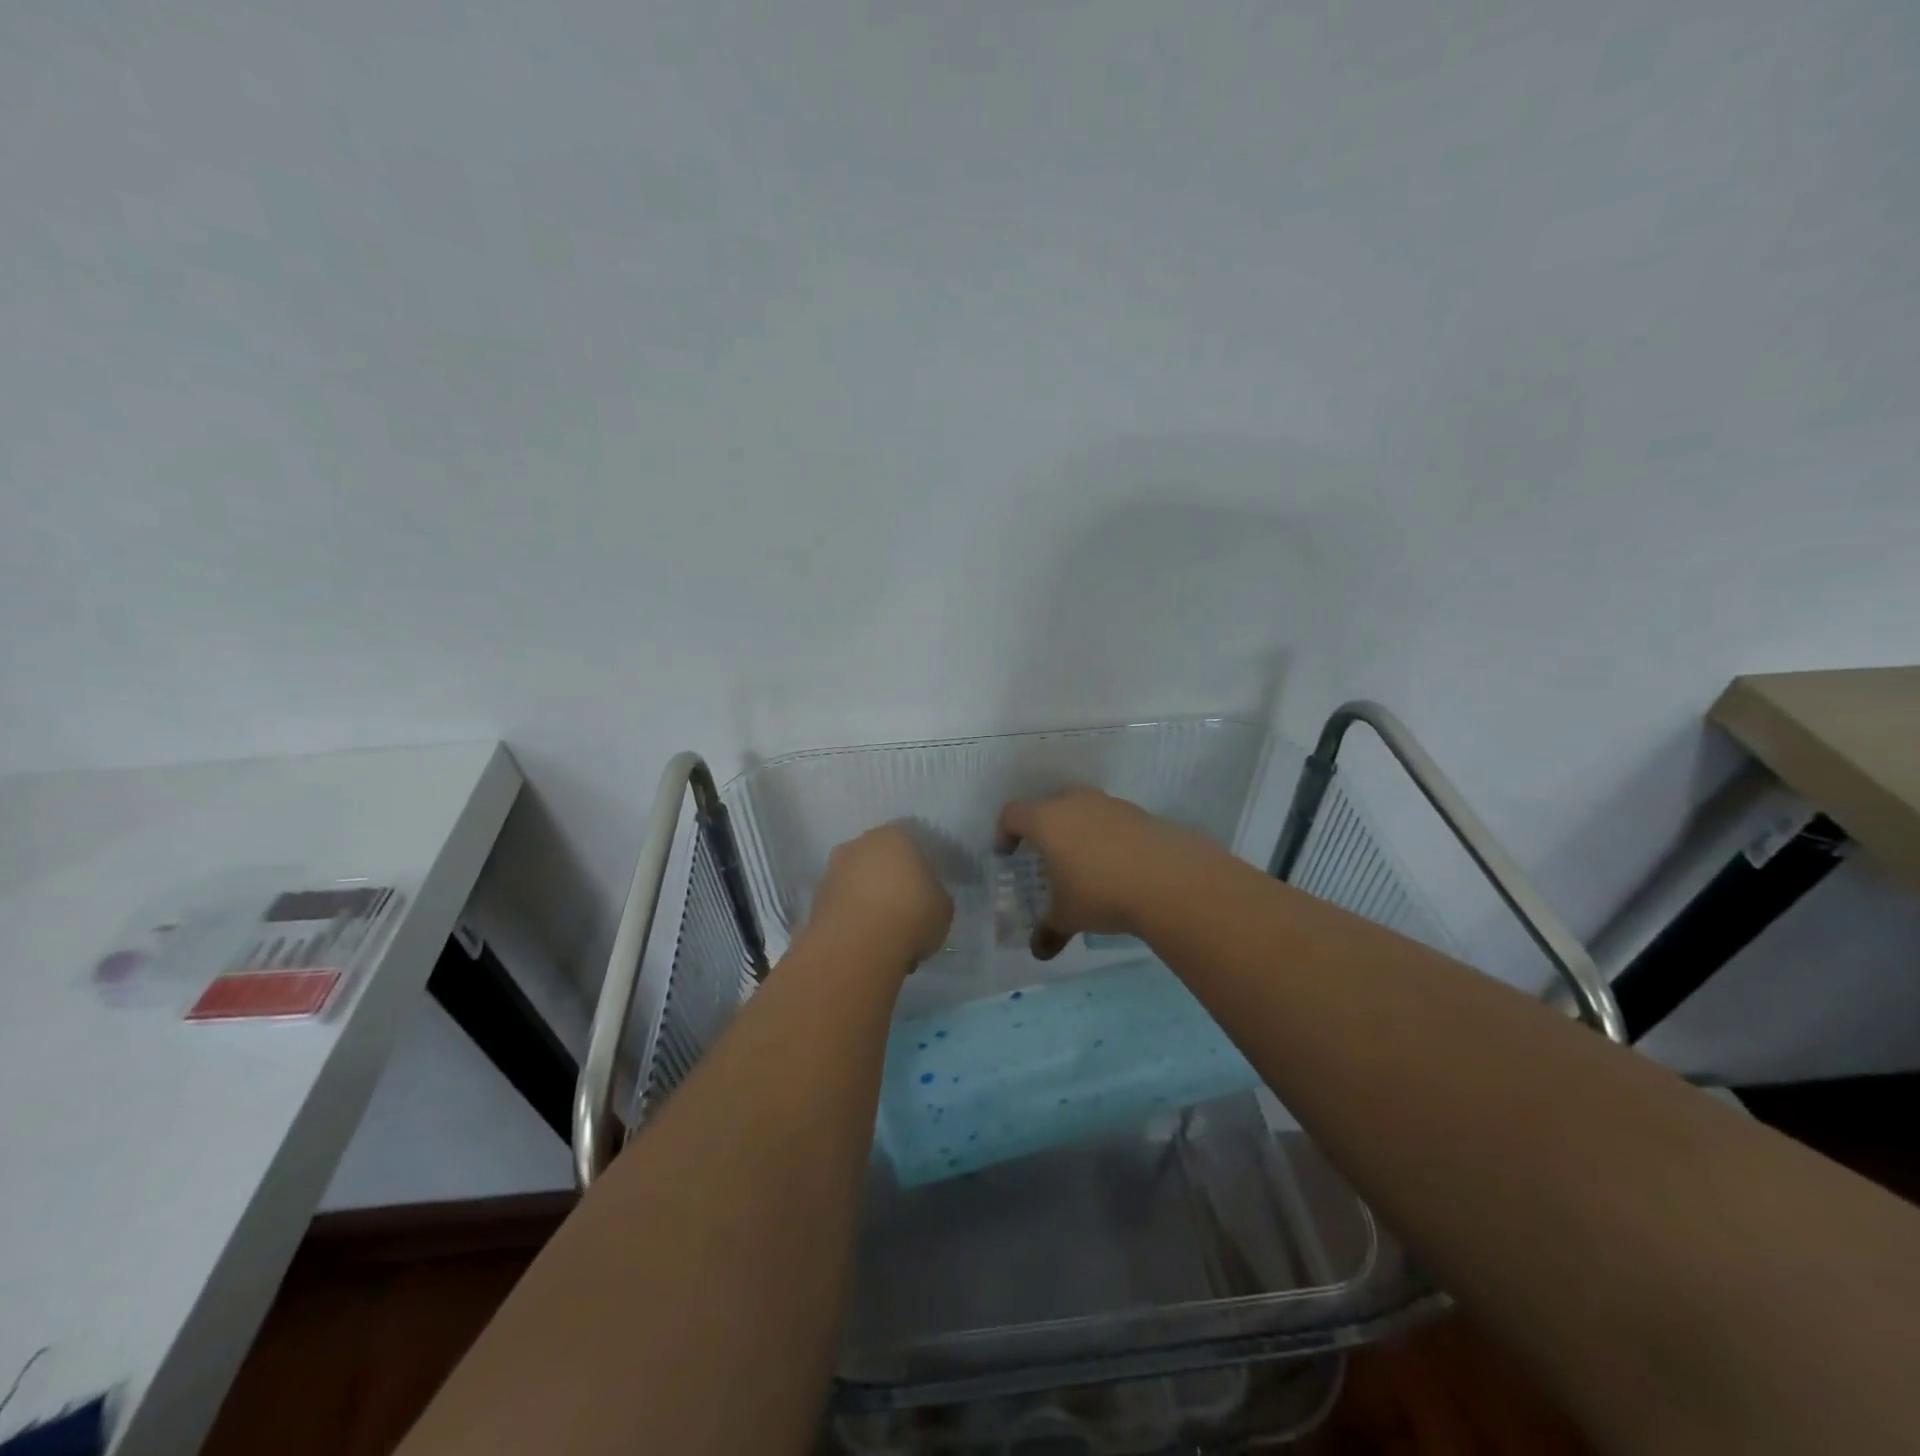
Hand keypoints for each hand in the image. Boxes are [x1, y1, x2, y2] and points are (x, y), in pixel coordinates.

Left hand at [807, 825, 953, 965]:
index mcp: (894, 836)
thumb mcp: (943, 907)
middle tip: (904, 909)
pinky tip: (864, 941)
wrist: (857, 947)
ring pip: (857, 882)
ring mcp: (832, 871)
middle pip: (879, 860)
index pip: (911, 844)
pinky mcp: (815, 900)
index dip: (920, 868)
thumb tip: (926, 899)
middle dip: (889, 880)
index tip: (926, 890)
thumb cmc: (910, 915)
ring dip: (867, 900)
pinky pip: (842, 905)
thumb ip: (935, 895)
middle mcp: (858, 845)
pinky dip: (851, 918)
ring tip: (883, 932)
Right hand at [996, 789, 1209, 958]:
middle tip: (1046, 857)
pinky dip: (1108, 838)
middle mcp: (1076, 803)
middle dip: (1044, 830)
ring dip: (1078, 831)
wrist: (1170, 880)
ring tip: (1085, 864)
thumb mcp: (1068, 916)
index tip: (1007, 854)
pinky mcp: (1140, 814)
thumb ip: (1049, 931)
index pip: (1013, 814)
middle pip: (1049, 806)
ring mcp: (1110, 804)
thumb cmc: (1101, 892)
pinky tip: (1118, 867)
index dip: (1005, 833)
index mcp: (1047, 820)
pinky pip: (1112, 821)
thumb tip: (1038, 953)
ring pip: (1084, 811)